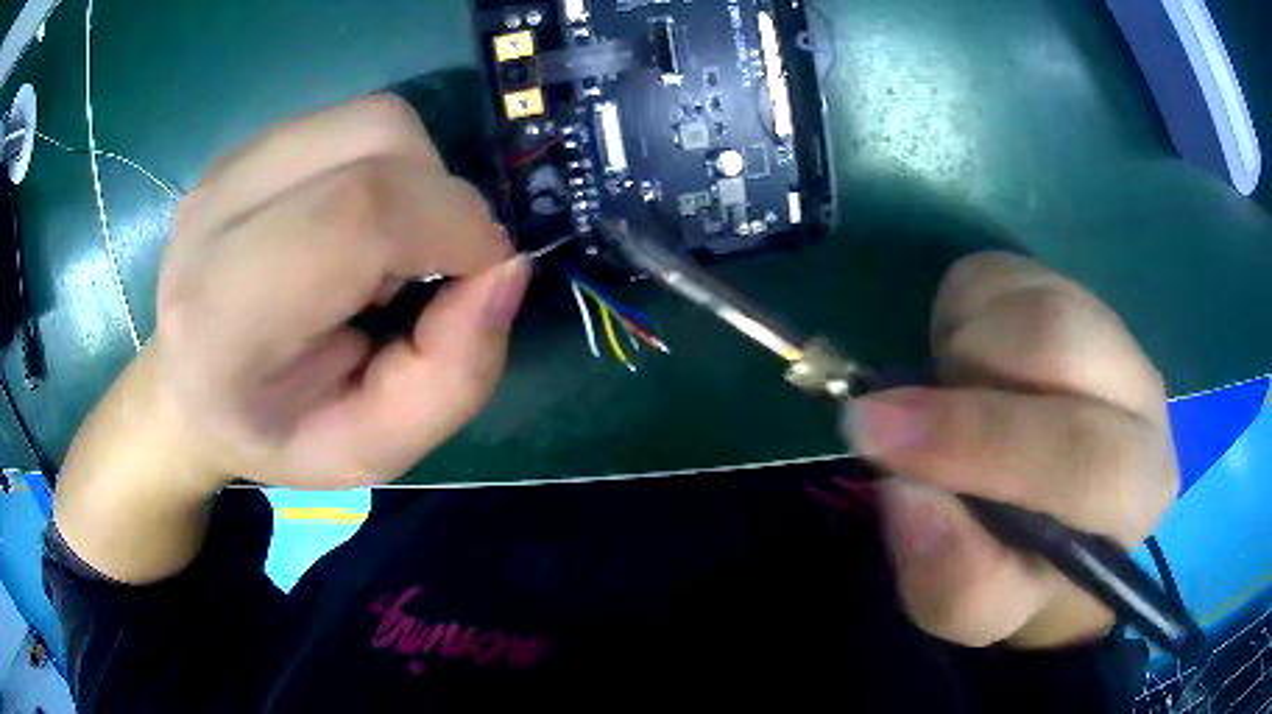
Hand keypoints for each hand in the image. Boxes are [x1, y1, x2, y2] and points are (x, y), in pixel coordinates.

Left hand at [55, 95, 527, 583]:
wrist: (187, 390)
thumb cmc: (274, 435)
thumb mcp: (373, 450)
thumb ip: (453, 377)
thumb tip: (507, 268)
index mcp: (225, 315)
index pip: (359, 213)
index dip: (452, 228)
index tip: (483, 278)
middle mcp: (216, 214)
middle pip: (379, 139)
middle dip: (441, 202)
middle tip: (420, 275)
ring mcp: (227, 166)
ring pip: (376, 119)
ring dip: (416, 181)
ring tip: (379, 252)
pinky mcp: (245, 145)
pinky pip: (355, 123)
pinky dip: (387, 166)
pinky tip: (351, 224)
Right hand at [845, 252, 1177, 648]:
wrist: (1053, 514)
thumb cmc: (1021, 571)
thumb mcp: (978, 609)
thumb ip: (952, 578)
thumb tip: (908, 491)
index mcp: (1138, 489)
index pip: (1087, 455)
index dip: (983, 442)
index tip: (879, 439)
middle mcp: (1142, 396)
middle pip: (1061, 344)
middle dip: (963, 382)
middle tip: (885, 418)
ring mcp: (1109, 330)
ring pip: (1027, 300)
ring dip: (962, 350)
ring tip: (946, 403)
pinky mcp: (1066, 290)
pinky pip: (1001, 273)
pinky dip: (958, 313)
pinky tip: (963, 363)